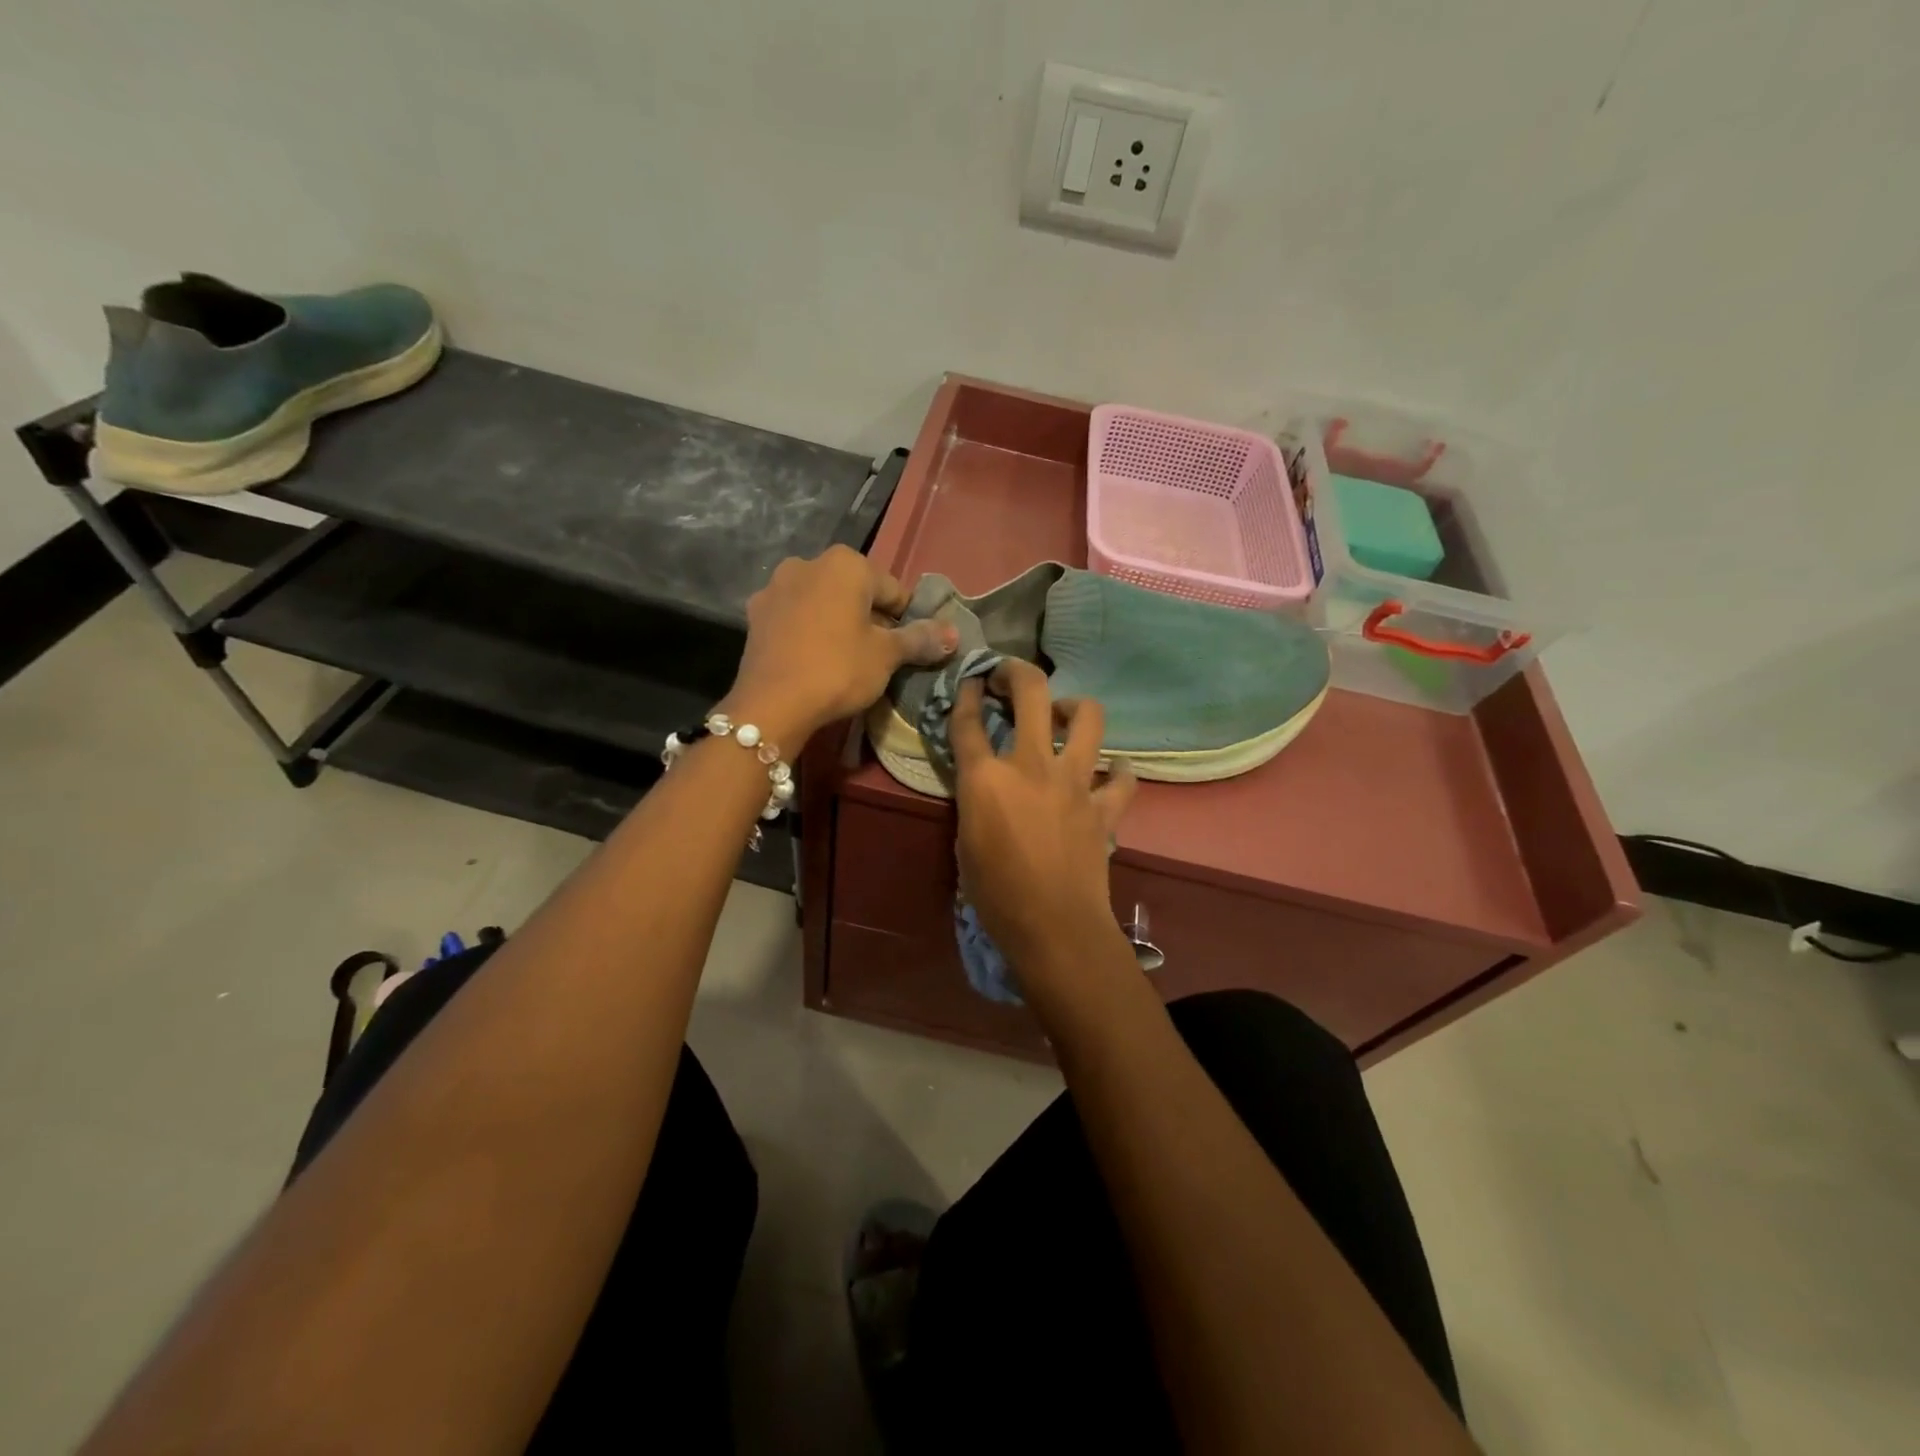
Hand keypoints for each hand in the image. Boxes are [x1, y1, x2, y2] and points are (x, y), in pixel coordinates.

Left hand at [725, 546, 956, 747]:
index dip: (906, 620)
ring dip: (837, 623)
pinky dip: (809, 632)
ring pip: (822, 603)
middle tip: (879, 656)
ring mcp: (776, 587)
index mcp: (846, 564)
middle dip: (869, 618)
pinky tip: (814, 660)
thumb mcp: (887, 655)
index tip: (909, 648)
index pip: (893, 590)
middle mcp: (808, 563)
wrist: (772, 703)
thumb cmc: (838, 670)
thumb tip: (954, 634)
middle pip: (855, 592)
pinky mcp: (756, 615)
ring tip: (846, 659)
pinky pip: (796, 618)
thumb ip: (920, 639)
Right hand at [950, 659, 1136, 994]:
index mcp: (986, 778)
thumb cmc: (996, 894)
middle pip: (1032, 693)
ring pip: (1088, 719)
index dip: (965, 694)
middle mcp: (1031, 765)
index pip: (968, 721)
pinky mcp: (1103, 806)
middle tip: (1010, 677)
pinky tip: (1113, 770)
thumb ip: (975, 801)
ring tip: (1064, 716)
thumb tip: (986, 786)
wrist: (1054, 926)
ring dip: (1074, 708)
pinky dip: (1120, 770)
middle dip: (1017, 672)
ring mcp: (1074, 782)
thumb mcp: (965, 842)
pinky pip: (1122, 778)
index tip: (970, 681)